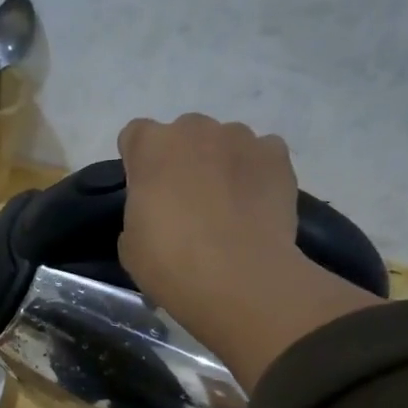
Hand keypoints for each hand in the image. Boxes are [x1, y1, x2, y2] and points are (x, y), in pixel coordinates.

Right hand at [116, 113, 381, 390]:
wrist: (238, 278)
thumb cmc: (171, 263)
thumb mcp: (131, 245)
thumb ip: (140, 213)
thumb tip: (156, 214)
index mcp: (151, 147)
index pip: (135, 135)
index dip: (139, 163)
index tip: (144, 191)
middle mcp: (195, 129)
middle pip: (184, 134)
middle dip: (182, 160)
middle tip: (186, 203)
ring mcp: (241, 138)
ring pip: (225, 142)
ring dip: (221, 164)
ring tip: (227, 207)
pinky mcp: (277, 156)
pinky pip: (262, 155)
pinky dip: (257, 172)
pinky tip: (255, 205)